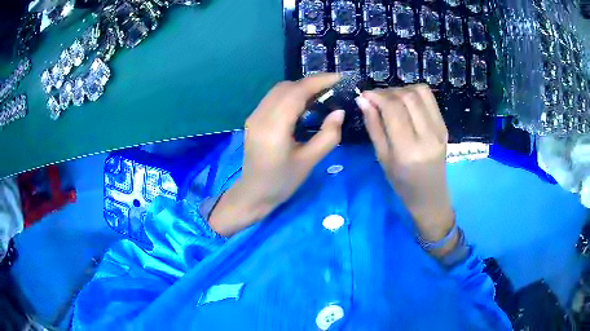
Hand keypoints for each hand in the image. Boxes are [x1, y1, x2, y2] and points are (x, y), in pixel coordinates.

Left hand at [209, 74, 344, 235]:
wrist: (253, 194)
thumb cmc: (282, 182)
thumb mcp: (309, 162)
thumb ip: (328, 136)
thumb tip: (339, 112)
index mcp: (274, 128)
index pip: (296, 93)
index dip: (319, 81)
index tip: (339, 78)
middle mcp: (260, 117)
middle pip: (286, 87)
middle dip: (311, 83)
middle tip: (332, 89)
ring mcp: (254, 116)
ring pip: (278, 90)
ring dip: (300, 88)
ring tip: (321, 95)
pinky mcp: (253, 119)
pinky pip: (273, 98)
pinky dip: (290, 95)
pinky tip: (303, 104)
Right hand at [356, 84, 455, 254]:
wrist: (430, 195)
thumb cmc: (402, 183)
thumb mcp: (382, 158)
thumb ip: (373, 126)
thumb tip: (363, 100)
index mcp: (408, 149)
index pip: (393, 108)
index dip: (377, 96)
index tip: (365, 95)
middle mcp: (427, 136)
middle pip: (407, 96)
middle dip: (388, 91)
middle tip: (376, 98)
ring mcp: (439, 129)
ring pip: (420, 92)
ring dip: (402, 90)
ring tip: (391, 100)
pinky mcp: (444, 126)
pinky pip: (429, 98)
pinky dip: (414, 93)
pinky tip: (406, 103)